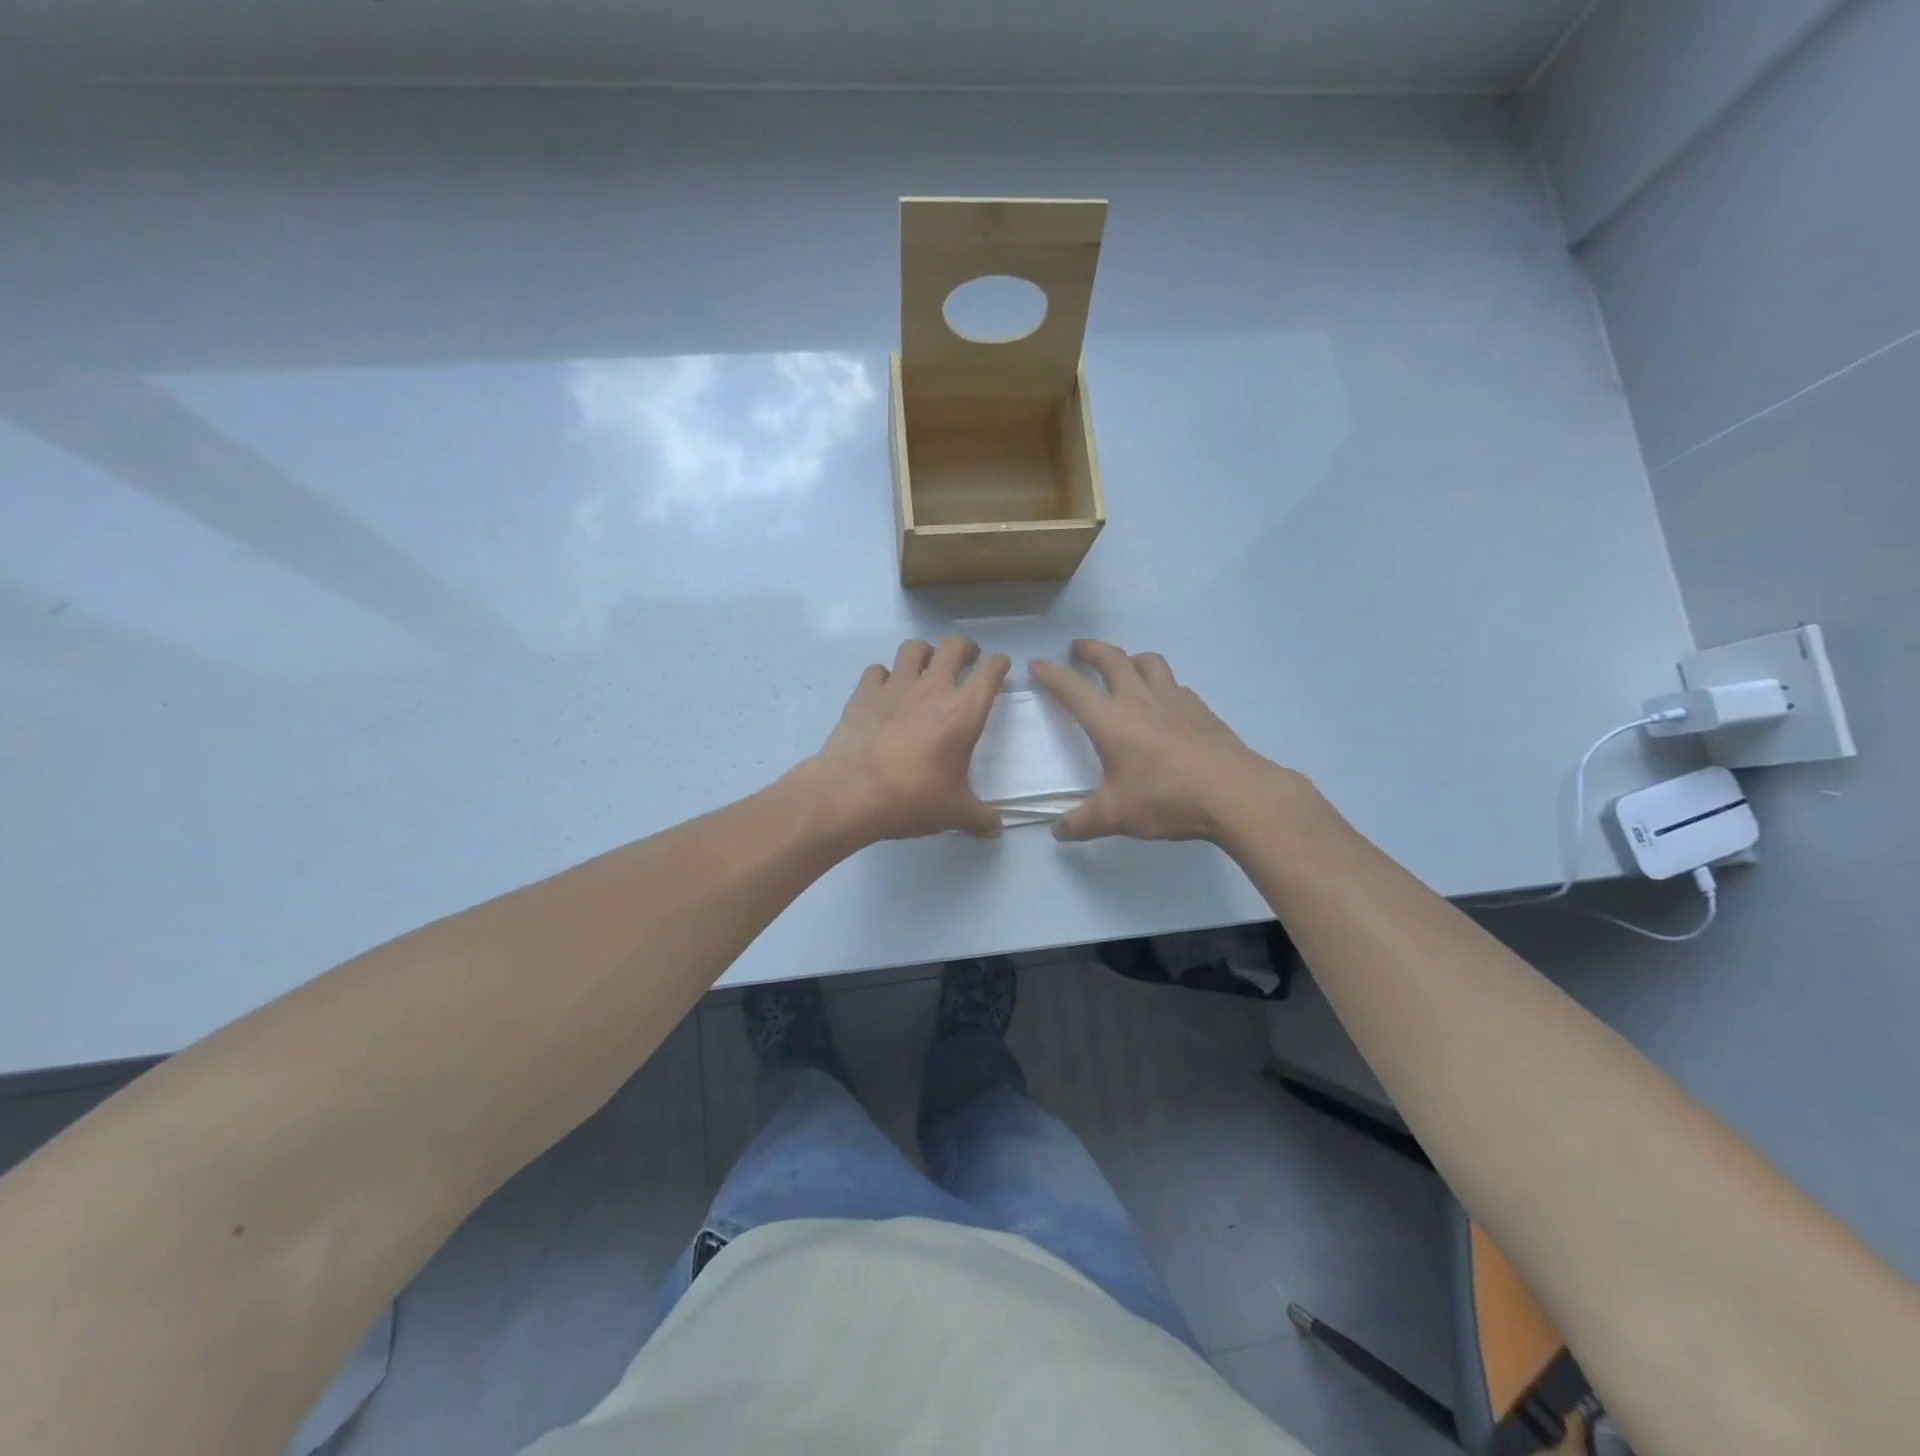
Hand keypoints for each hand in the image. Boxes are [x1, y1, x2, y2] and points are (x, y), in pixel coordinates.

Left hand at [806, 636, 1010, 842]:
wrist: (852, 793)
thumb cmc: (912, 799)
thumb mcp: (955, 813)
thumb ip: (980, 818)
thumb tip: (997, 829)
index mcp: (963, 712)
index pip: (990, 672)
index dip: (999, 664)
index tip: (1000, 665)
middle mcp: (932, 689)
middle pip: (953, 646)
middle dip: (964, 648)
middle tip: (966, 659)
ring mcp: (895, 686)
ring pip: (913, 648)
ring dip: (924, 653)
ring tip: (925, 668)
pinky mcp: (864, 693)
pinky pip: (877, 670)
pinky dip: (884, 676)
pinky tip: (885, 691)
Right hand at [1030, 640, 1300, 842]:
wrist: (1234, 793)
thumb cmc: (1166, 798)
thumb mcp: (1116, 816)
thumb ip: (1082, 822)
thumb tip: (1058, 831)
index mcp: (1110, 720)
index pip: (1071, 688)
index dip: (1051, 674)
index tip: (1037, 665)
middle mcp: (1139, 699)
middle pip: (1111, 659)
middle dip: (1090, 650)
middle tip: (1077, 649)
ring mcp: (1174, 700)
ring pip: (1148, 662)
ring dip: (1130, 658)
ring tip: (1124, 665)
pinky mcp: (1201, 709)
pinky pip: (1175, 685)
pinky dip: (1161, 684)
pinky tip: (1164, 702)